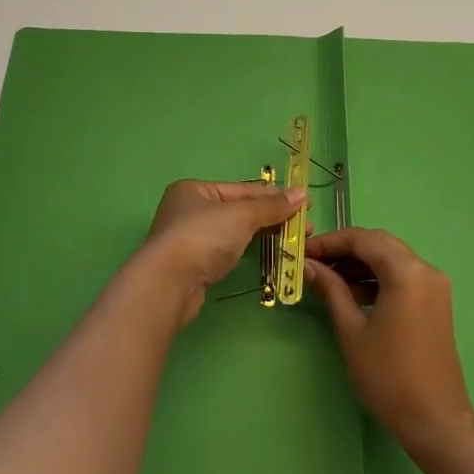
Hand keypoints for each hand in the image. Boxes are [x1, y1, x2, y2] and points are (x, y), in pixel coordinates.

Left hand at [130, 180, 305, 328]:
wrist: (168, 284)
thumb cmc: (203, 237)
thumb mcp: (241, 215)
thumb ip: (271, 206)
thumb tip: (302, 193)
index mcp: (194, 189)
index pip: (242, 189)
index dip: (274, 196)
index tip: (305, 203)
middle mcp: (189, 210)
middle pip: (238, 210)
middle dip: (272, 217)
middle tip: (305, 227)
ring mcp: (190, 239)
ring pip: (234, 232)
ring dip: (263, 234)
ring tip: (293, 240)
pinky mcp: (194, 265)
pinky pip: (228, 251)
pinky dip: (248, 250)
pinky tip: (267, 253)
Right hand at [306, 228, 473, 455]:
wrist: (434, 419)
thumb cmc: (388, 375)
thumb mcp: (352, 330)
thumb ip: (331, 290)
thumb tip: (308, 266)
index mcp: (407, 272)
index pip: (363, 239)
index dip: (330, 241)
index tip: (303, 251)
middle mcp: (425, 269)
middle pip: (379, 243)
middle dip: (344, 249)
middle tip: (314, 262)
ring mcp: (434, 285)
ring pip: (391, 258)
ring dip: (360, 263)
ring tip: (327, 278)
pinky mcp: (435, 301)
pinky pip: (402, 276)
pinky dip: (376, 277)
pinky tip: (352, 292)